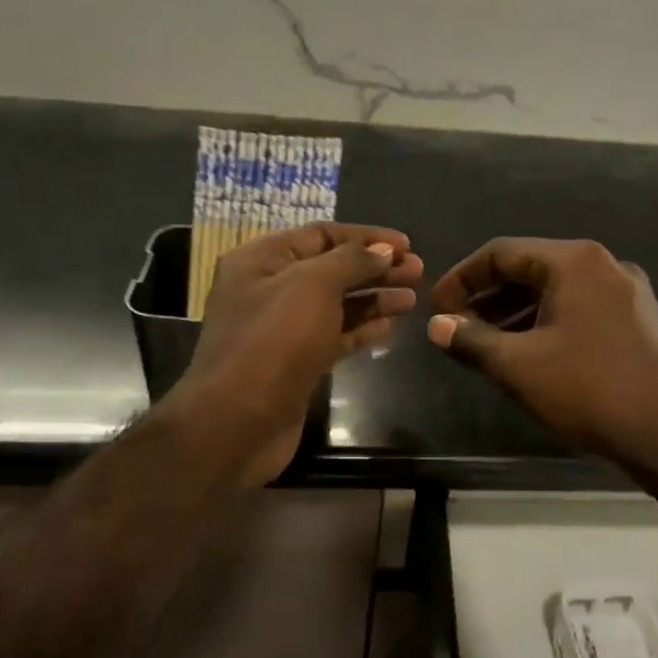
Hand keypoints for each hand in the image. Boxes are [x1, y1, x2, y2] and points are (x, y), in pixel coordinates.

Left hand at [168, 223, 421, 486]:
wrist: (238, 422)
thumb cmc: (274, 341)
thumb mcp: (313, 285)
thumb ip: (352, 261)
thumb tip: (383, 250)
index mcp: (262, 260)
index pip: (321, 235)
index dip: (366, 237)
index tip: (407, 244)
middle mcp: (269, 290)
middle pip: (332, 269)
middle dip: (375, 268)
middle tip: (419, 271)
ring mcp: (282, 330)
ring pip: (336, 305)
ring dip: (374, 298)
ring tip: (413, 298)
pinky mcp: (296, 364)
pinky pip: (334, 337)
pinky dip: (361, 330)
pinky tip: (391, 326)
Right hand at [426, 237, 657, 485]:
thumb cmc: (589, 391)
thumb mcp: (519, 366)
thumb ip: (471, 340)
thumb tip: (435, 325)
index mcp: (575, 261)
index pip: (502, 252)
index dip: (462, 278)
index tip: (436, 306)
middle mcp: (605, 265)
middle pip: (531, 268)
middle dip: (488, 296)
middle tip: (456, 324)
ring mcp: (628, 293)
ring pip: (557, 291)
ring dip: (516, 311)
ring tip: (485, 341)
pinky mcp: (639, 321)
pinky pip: (581, 309)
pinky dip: (547, 322)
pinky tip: (530, 351)